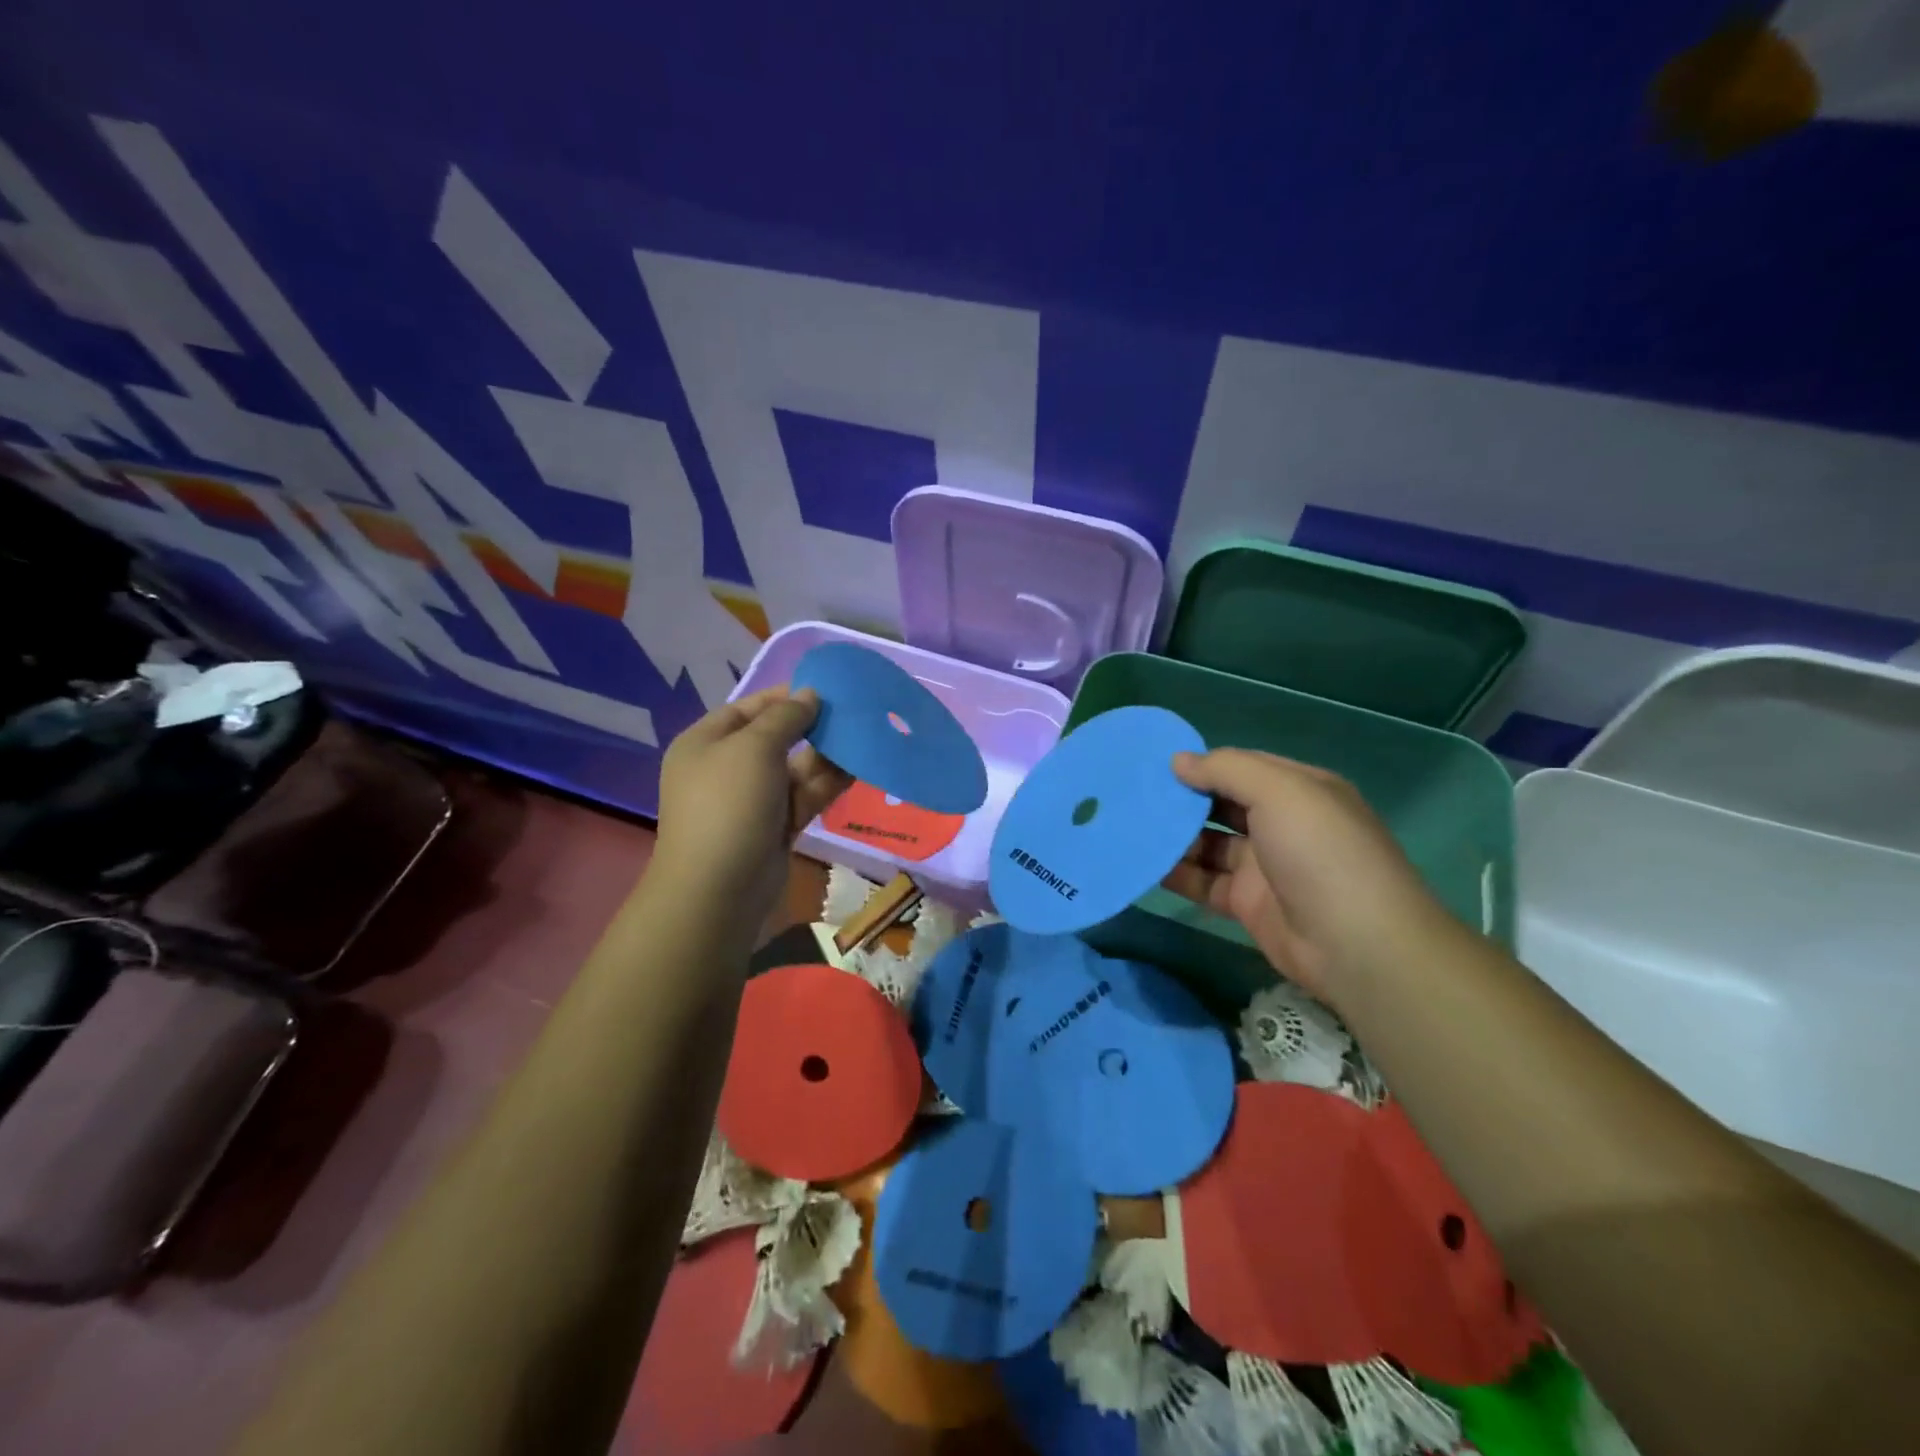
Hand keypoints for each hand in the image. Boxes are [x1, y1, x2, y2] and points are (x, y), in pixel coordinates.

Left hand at [654, 687, 852, 925]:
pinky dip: (829, 782)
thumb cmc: (729, 804)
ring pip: (796, 768)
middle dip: (812, 725)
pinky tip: (858, 768)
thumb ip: (786, 717)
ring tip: (863, 736)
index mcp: (706, 743)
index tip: (826, 687)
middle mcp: (727, 768)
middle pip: (775, 737)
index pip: (748, 708)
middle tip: (852, 713)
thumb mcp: (754, 748)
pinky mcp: (777, 826)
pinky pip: (805, 795)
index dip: (785, 696)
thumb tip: (809, 695)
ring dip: (826, 754)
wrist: (719, 889)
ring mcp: (753, 799)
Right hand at [1162, 749, 1452, 1004]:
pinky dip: (1177, 873)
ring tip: (1129, 826)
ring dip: (1174, 836)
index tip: (1157, 763)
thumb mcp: (1279, 792)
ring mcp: (1264, 866)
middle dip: (1183, 799)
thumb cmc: (1320, 852)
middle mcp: (1282, 824)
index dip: (1203, 764)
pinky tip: (1144, 863)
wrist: (1357, 945)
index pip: (1243, 767)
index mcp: (1299, 790)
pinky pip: (1205, 881)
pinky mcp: (1248, 903)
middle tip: (1134, 794)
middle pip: (1222, 804)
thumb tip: (1178, 761)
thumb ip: (1226, 770)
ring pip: (1209, 844)